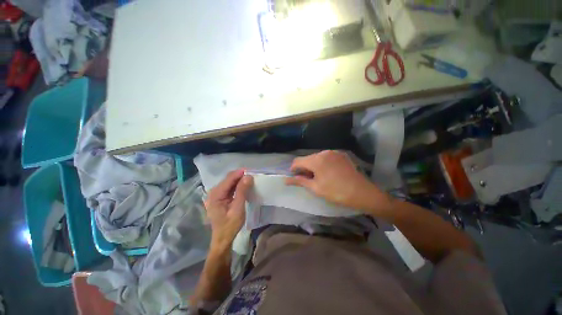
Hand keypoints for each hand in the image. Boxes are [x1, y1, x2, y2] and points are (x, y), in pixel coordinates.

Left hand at [205, 170, 252, 250]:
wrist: (223, 239)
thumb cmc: (230, 225)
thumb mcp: (238, 208)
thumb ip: (242, 191)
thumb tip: (248, 176)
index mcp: (216, 195)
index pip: (229, 179)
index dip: (239, 173)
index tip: (251, 170)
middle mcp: (214, 192)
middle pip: (228, 179)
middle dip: (240, 175)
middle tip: (252, 174)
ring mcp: (216, 195)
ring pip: (229, 182)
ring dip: (239, 179)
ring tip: (250, 178)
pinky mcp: (220, 197)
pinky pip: (229, 187)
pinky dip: (237, 185)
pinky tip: (244, 185)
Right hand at [285, 150, 391, 214]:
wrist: (362, 192)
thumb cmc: (336, 192)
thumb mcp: (316, 188)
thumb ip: (299, 181)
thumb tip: (286, 180)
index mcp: (316, 160)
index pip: (297, 161)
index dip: (293, 169)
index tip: (295, 178)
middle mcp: (323, 152)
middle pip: (307, 158)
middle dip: (304, 168)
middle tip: (308, 180)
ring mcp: (333, 152)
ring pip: (317, 157)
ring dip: (313, 166)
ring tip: (319, 177)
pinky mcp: (341, 154)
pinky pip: (326, 157)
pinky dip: (323, 164)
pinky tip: (328, 173)